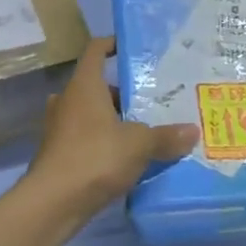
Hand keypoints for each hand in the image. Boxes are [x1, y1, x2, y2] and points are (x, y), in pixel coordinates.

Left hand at [27, 38, 196, 218]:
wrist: (53, 201)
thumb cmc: (95, 157)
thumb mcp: (138, 145)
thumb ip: (165, 137)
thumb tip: (192, 131)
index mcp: (84, 85)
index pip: (96, 51)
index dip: (112, 45)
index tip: (132, 48)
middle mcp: (68, 99)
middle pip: (97, 85)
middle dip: (124, 92)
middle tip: (153, 101)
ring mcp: (59, 126)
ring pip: (91, 113)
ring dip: (114, 119)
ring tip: (146, 130)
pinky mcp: (59, 151)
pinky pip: (86, 136)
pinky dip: (104, 140)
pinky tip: (128, 157)